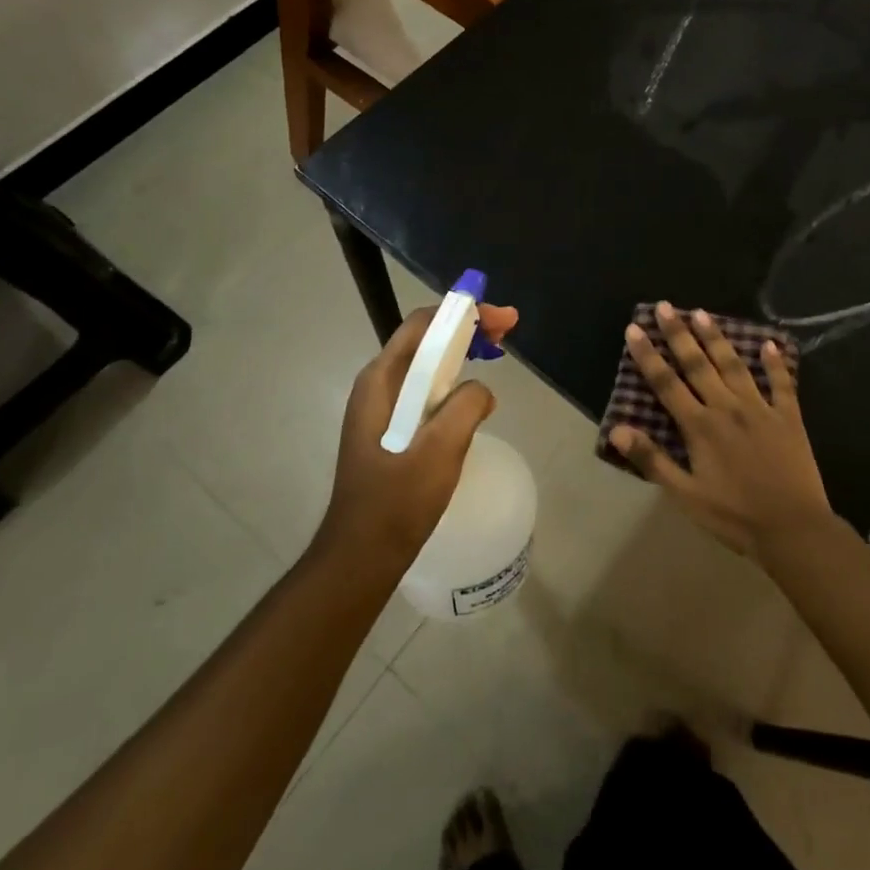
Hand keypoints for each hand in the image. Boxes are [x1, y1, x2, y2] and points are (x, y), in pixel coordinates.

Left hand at [319, 300, 519, 565]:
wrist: (362, 556)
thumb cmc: (397, 502)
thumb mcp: (440, 450)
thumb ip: (466, 406)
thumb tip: (481, 391)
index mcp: (380, 381)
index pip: (422, 325)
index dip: (463, 313)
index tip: (501, 319)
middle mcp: (377, 386)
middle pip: (425, 341)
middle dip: (466, 329)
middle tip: (507, 332)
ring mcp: (382, 409)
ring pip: (427, 366)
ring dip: (461, 354)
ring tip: (496, 354)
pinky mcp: (391, 430)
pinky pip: (426, 392)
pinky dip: (453, 382)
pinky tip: (474, 397)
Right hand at [608, 301, 831, 556]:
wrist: (793, 530)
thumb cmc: (734, 516)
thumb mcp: (685, 494)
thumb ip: (651, 459)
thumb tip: (616, 428)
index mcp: (700, 426)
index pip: (667, 383)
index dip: (648, 355)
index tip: (634, 328)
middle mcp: (727, 408)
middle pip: (698, 364)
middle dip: (678, 334)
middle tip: (664, 306)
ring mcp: (761, 409)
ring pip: (734, 365)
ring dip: (716, 338)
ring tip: (702, 313)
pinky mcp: (789, 417)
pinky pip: (782, 384)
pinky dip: (775, 363)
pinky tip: (770, 343)